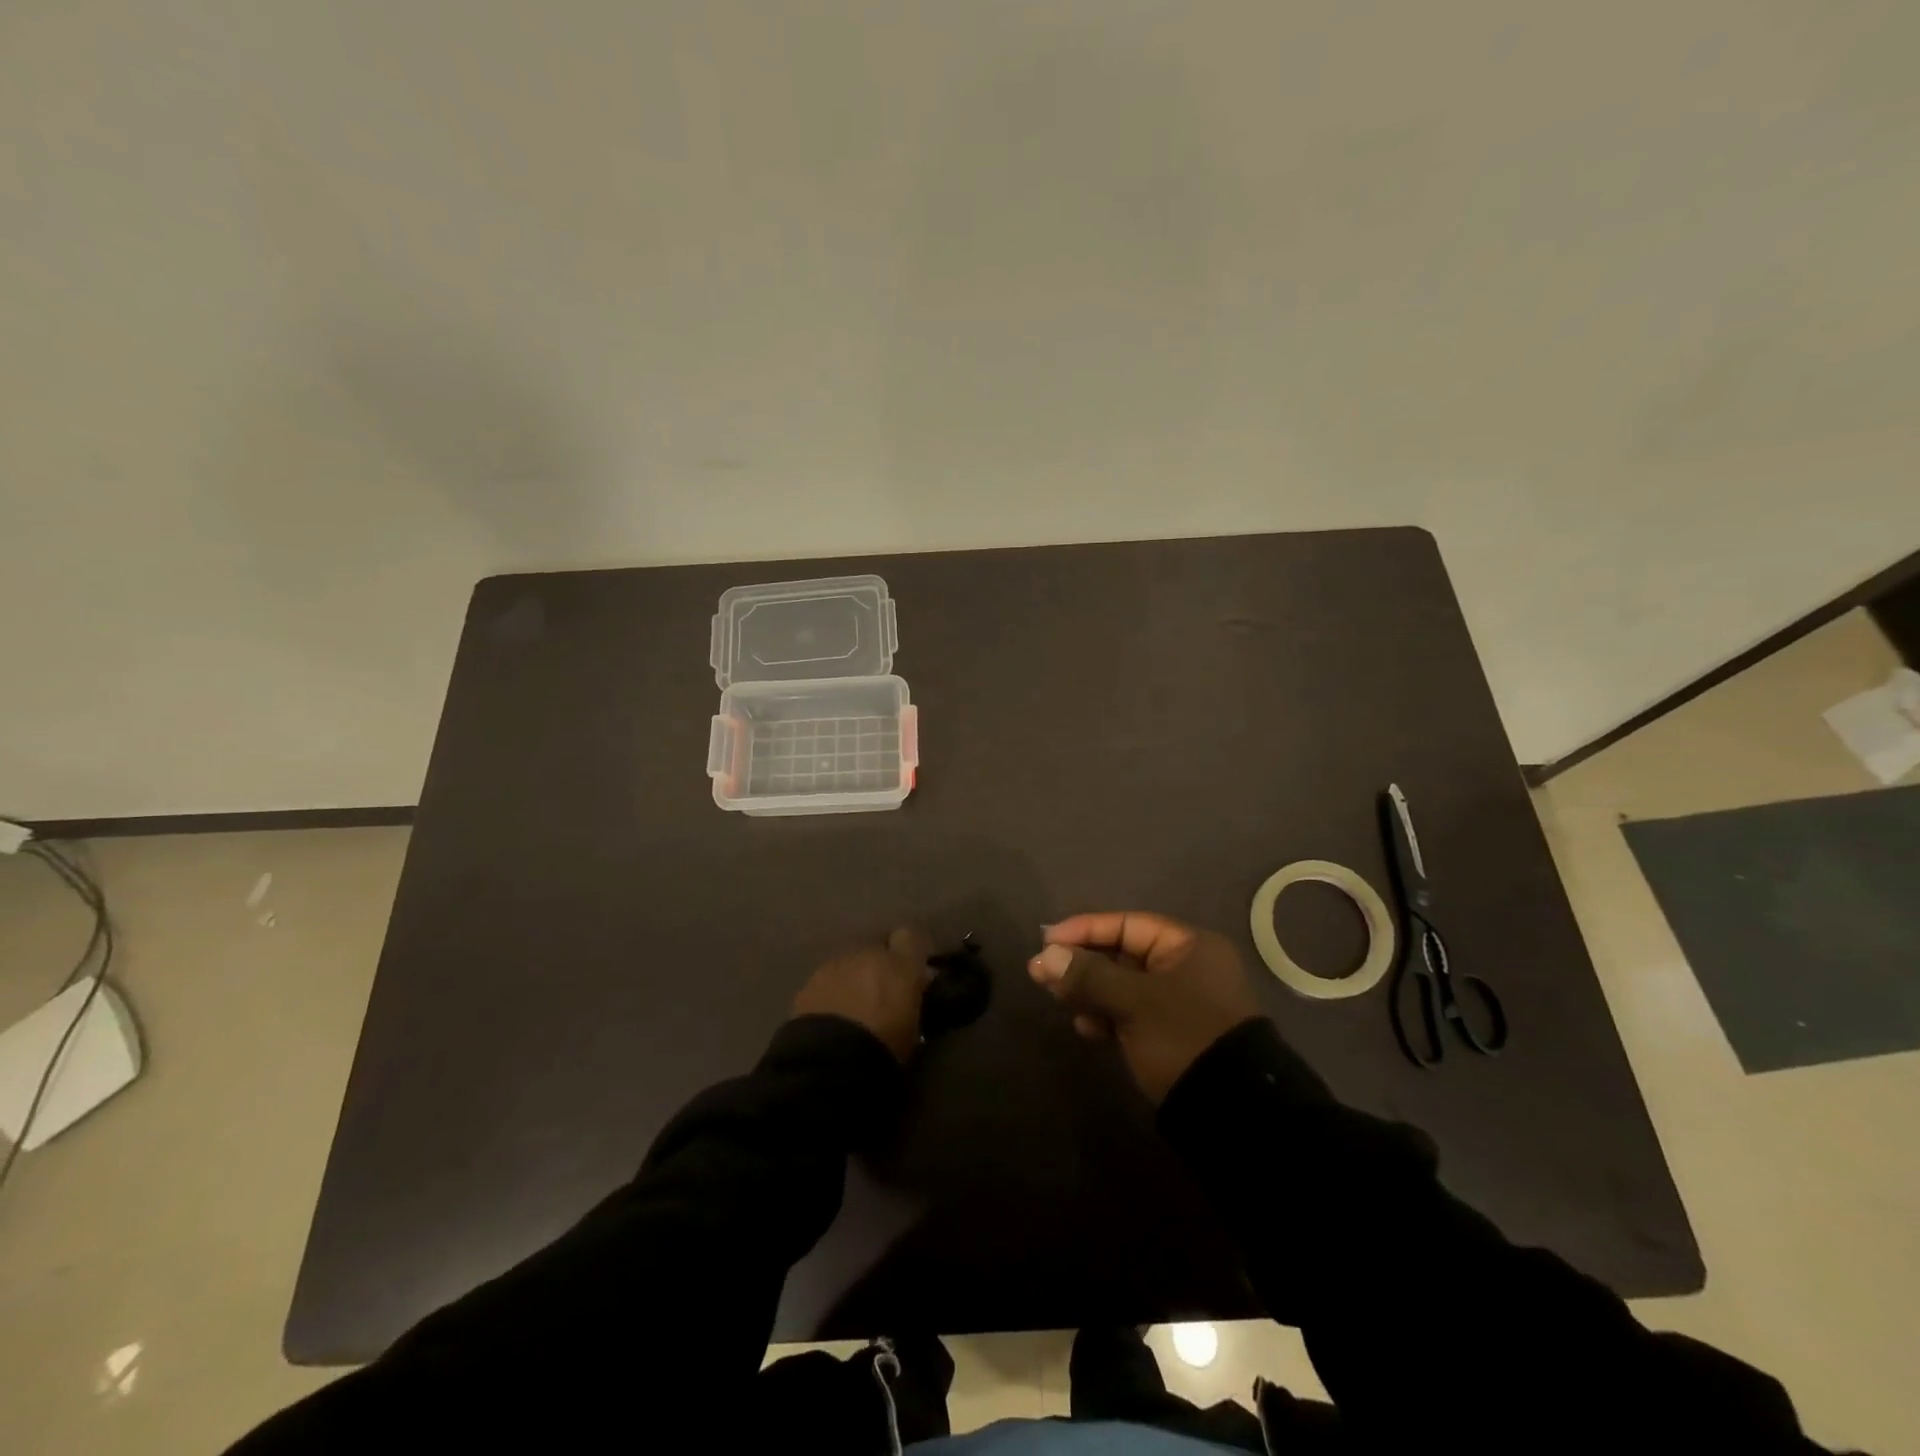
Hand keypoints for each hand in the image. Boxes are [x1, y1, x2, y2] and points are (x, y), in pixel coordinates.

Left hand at [793, 927, 933, 1062]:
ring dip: (854, 979)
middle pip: (877, 950)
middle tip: (881, 997)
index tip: (913, 973)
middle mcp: (868, 954)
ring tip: (853, 1010)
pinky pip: (828, 979)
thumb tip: (914, 989)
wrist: (829, 1062)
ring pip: (851, 963)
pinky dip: (832, 992)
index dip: (911, 953)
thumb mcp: (913, 1029)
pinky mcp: (809, 981)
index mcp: (900, 964)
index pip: (912, 937)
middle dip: (880, 968)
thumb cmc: (883, 1049)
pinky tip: (831, 1017)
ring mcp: (835, 965)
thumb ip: (913, 1000)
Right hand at [1029, 912, 1261, 1102]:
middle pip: (1123, 954)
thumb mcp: (1134, 1002)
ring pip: (1123, 985)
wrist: (1233, 1113)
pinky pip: (1131, 1013)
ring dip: (1090, 990)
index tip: (1047, 941)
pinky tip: (1085, 1027)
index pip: (1127, 924)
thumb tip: (1045, 957)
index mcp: (1189, 946)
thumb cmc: (1184, 1037)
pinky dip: (1107, 1015)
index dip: (1085, 929)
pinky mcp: (1171, 1034)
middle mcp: (1186, 968)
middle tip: (1043, 973)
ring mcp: (1180, 1003)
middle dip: (1082, 963)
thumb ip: (1089, 975)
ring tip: (1059, 999)